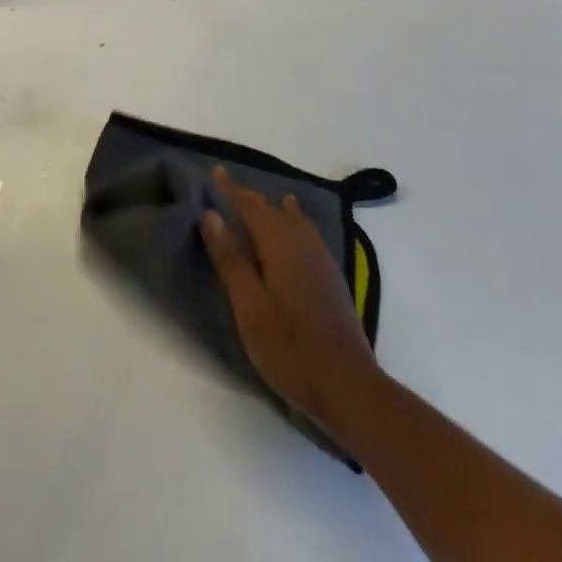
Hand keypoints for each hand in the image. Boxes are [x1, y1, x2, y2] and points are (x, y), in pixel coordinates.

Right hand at [201, 167, 384, 439]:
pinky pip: (306, 232)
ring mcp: (321, 260)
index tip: (213, 171)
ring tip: (255, 198)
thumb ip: (230, 258)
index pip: (249, 206)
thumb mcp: (249, 306)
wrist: (349, 389)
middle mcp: (302, 243)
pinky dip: (293, 219)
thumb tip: (211, 213)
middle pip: (271, 209)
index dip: (230, 189)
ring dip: (270, 207)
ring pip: (291, 219)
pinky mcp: (331, 278)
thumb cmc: (290, 349)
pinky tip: (295, 223)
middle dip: (247, 195)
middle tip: (224, 182)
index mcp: (280, 244)